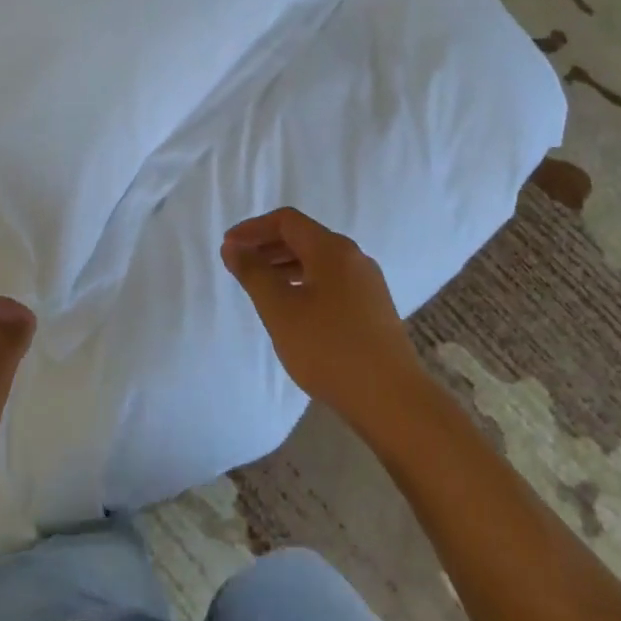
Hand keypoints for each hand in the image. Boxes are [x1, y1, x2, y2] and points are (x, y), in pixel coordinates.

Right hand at [222, 208, 424, 432]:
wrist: (391, 399)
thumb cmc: (328, 348)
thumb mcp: (279, 308)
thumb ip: (253, 273)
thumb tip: (233, 246)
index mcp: (331, 249)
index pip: (287, 221)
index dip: (253, 228)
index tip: (229, 247)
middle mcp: (353, 257)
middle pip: (304, 237)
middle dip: (268, 246)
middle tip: (240, 265)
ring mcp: (368, 283)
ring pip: (318, 261)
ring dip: (285, 265)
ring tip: (261, 287)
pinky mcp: (374, 308)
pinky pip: (332, 281)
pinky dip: (305, 282)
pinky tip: (294, 309)